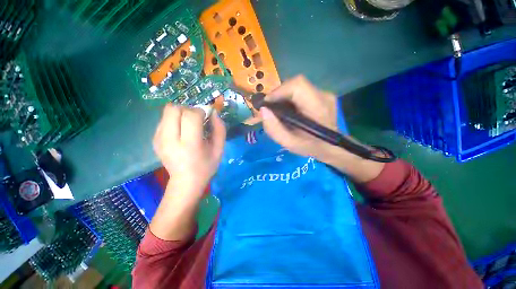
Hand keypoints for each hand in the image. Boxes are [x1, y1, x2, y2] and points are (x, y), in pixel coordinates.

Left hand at [153, 104, 225, 200]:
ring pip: (167, 111)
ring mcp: (158, 139)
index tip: (205, 117)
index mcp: (190, 145)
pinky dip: (174, 120)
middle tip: (196, 119)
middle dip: (188, 109)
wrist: (185, 182)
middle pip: (174, 109)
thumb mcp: (219, 149)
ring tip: (188, 125)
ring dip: (180, 113)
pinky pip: (163, 119)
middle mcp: (170, 140)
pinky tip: (180, 131)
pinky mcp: (154, 139)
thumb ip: (220, 129)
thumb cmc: (206, 166)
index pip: (190, 116)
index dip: (200, 111)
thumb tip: (213, 112)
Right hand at [261, 75, 384, 182]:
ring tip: (278, 112)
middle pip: (295, 84)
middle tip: (270, 110)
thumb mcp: (289, 143)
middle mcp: (323, 95)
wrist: (331, 147)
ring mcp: (324, 94)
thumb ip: (274, 129)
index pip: (297, 85)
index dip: (278, 92)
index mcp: (318, 108)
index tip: (266, 105)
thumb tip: (263, 110)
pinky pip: (300, 92)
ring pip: (296, 87)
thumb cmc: (311, 147)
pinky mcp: (321, 95)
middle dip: (278, 95)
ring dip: (283, 97)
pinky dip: (289, 99)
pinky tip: (288, 111)